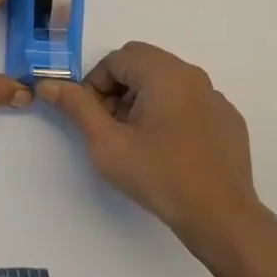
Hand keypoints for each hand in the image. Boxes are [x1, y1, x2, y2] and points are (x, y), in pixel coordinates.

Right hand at [40, 42, 261, 247]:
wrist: (221, 217)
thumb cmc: (159, 176)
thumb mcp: (107, 143)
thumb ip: (76, 107)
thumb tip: (48, 84)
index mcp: (163, 72)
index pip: (116, 59)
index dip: (96, 85)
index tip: (94, 119)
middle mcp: (191, 74)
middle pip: (142, 62)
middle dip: (118, 87)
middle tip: (112, 125)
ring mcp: (215, 95)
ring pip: (167, 80)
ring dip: (144, 98)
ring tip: (139, 138)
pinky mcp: (228, 118)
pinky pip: (190, 100)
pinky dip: (172, 111)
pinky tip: (170, 148)